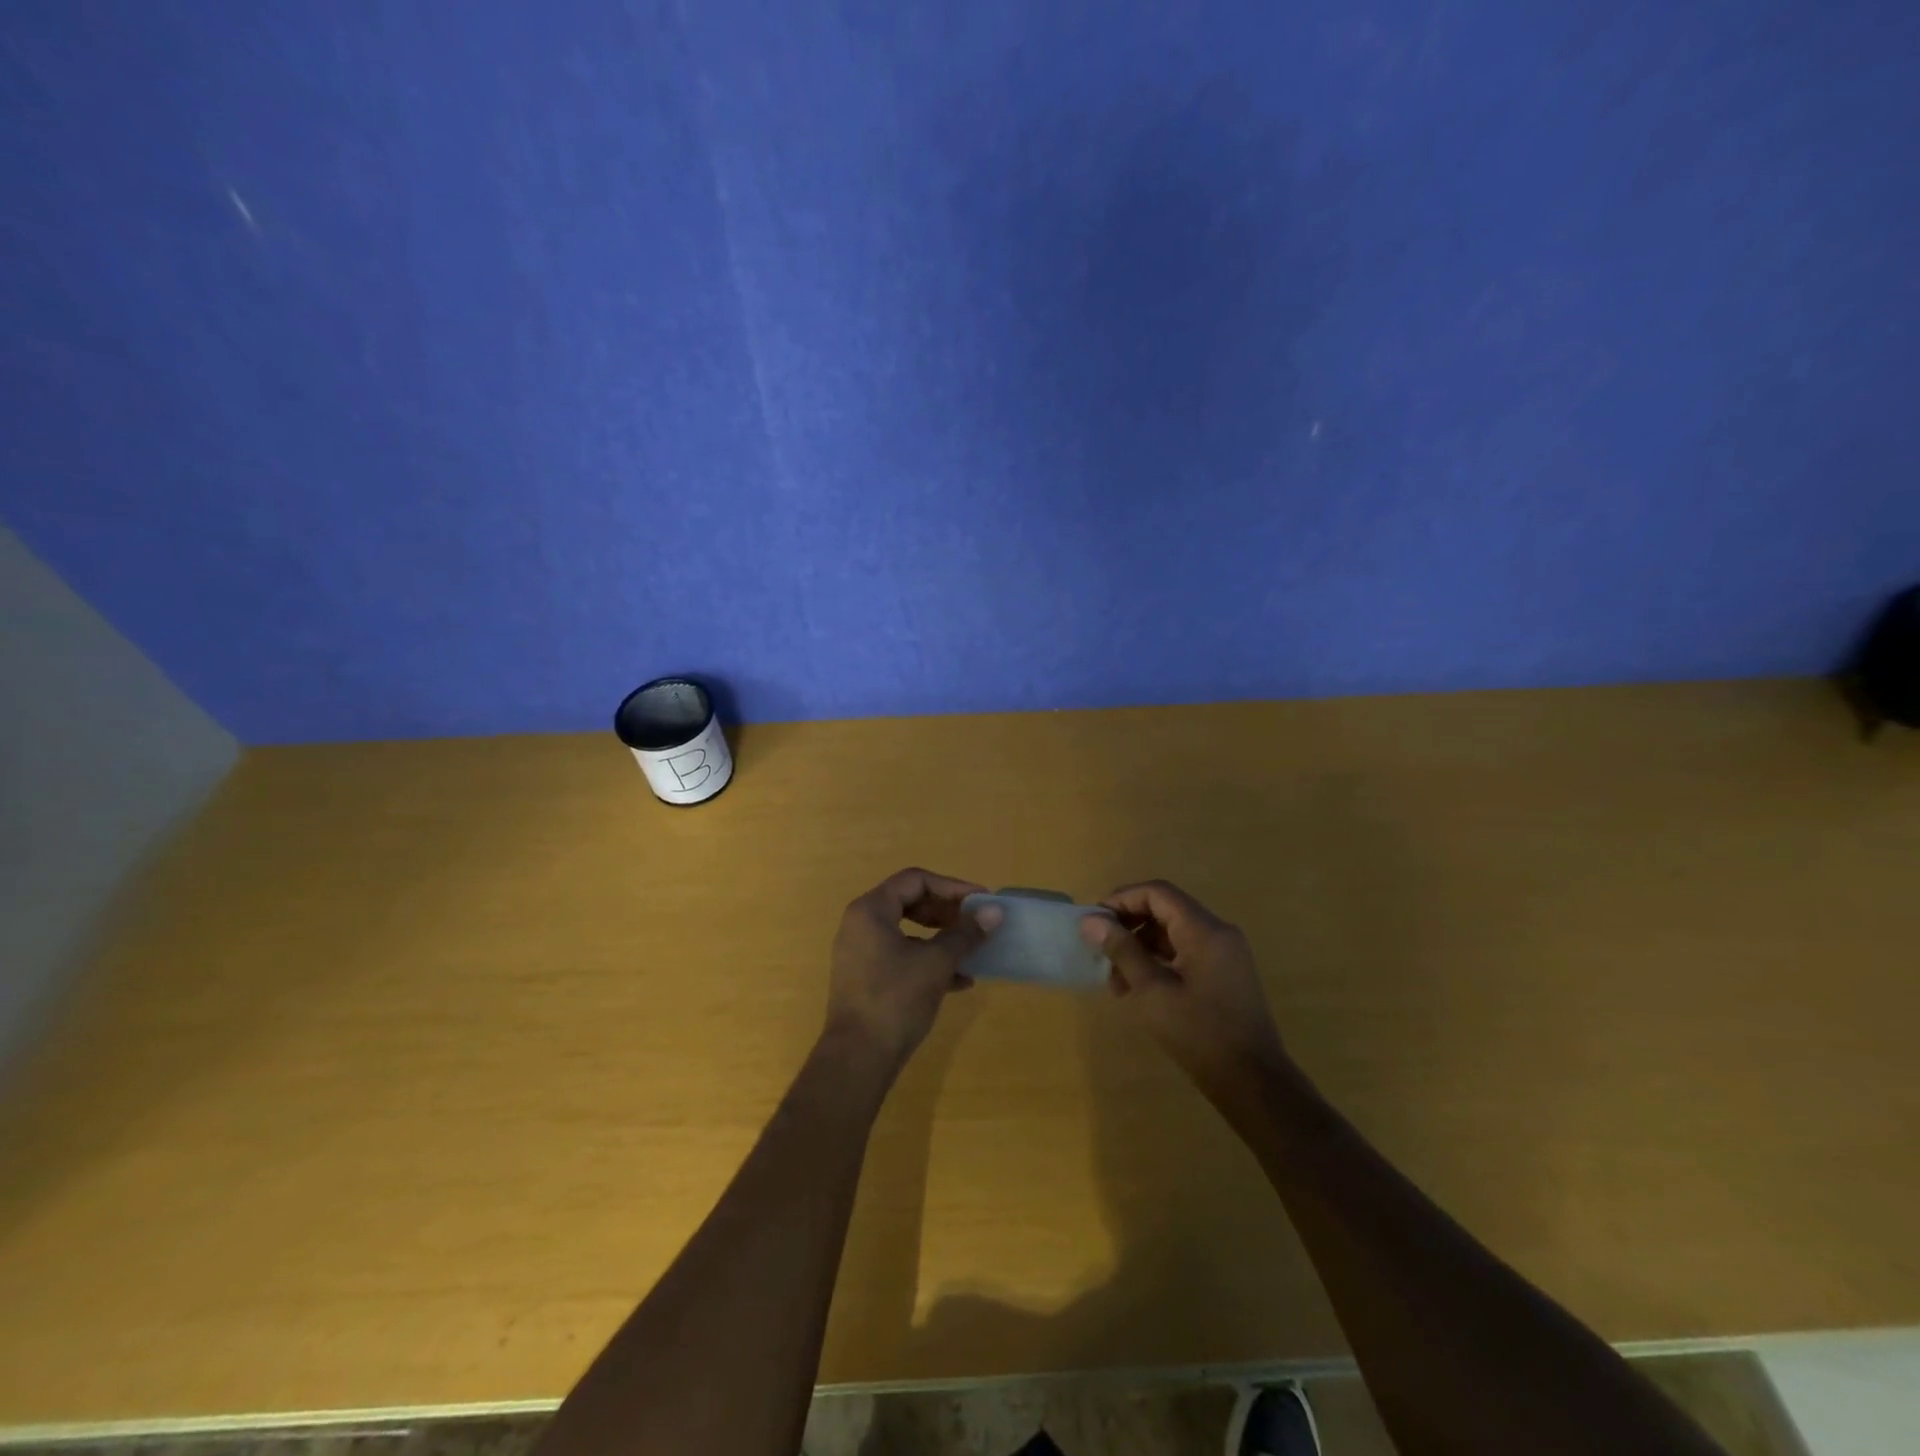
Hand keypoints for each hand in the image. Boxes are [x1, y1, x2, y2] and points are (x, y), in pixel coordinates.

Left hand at [825, 868, 1001, 1077]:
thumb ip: (966, 934)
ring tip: (973, 950)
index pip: (915, 880)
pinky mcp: (866, 979)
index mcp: (871, 910)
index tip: (981, 901)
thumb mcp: (936, 963)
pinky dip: (929, 961)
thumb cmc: (895, 1000)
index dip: (952, 886)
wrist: (857, 1060)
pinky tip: (960, 982)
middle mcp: (861, 925)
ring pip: (908, 932)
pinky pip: (902, 957)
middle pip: (911, 902)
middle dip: (948, 912)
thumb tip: (995, 911)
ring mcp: (861, 953)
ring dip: (942, 938)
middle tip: (977, 923)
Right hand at [1079, 879, 1290, 1103]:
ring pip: (1174, 933)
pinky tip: (1139, 989)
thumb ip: (1122, 950)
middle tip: (1101, 950)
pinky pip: (1186, 952)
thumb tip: (1091, 921)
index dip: (1122, 900)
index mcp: (1204, 930)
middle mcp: (1218, 933)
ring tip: (1115, 980)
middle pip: (1166, 910)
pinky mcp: (1225, 974)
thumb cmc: (1199, 1033)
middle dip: (1129, 926)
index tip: (1095, 922)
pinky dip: (1159, 962)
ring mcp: (1225, 954)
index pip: (1157, 893)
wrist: (1253, 1083)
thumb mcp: (1152, 991)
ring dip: (1141, 947)